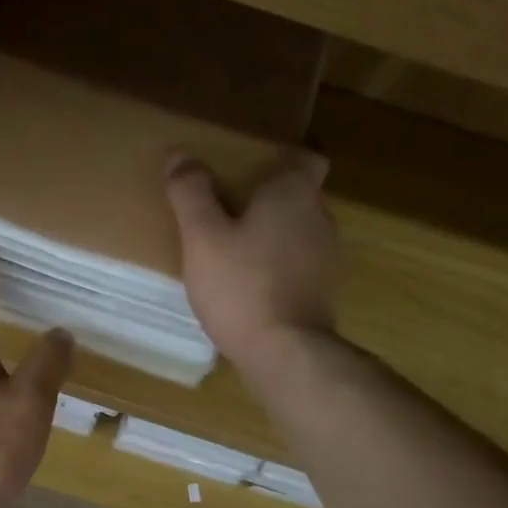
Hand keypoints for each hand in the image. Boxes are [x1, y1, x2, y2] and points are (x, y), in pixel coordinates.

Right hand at [166, 152, 338, 370]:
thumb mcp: (202, 237)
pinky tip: (249, 284)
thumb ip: (191, 193)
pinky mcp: (323, 291)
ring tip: (233, 249)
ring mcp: (327, 256)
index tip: (248, 168)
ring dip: (271, 234)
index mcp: (294, 193)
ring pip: (298, 231)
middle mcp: (320, 217)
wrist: (285, 353)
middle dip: (267, 198)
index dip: (279, 158)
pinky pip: (298, 264)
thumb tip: (180, 155)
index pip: (303, 157)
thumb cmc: (241, 286)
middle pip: (297, 194)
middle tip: (226, 208)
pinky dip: (277, 265)